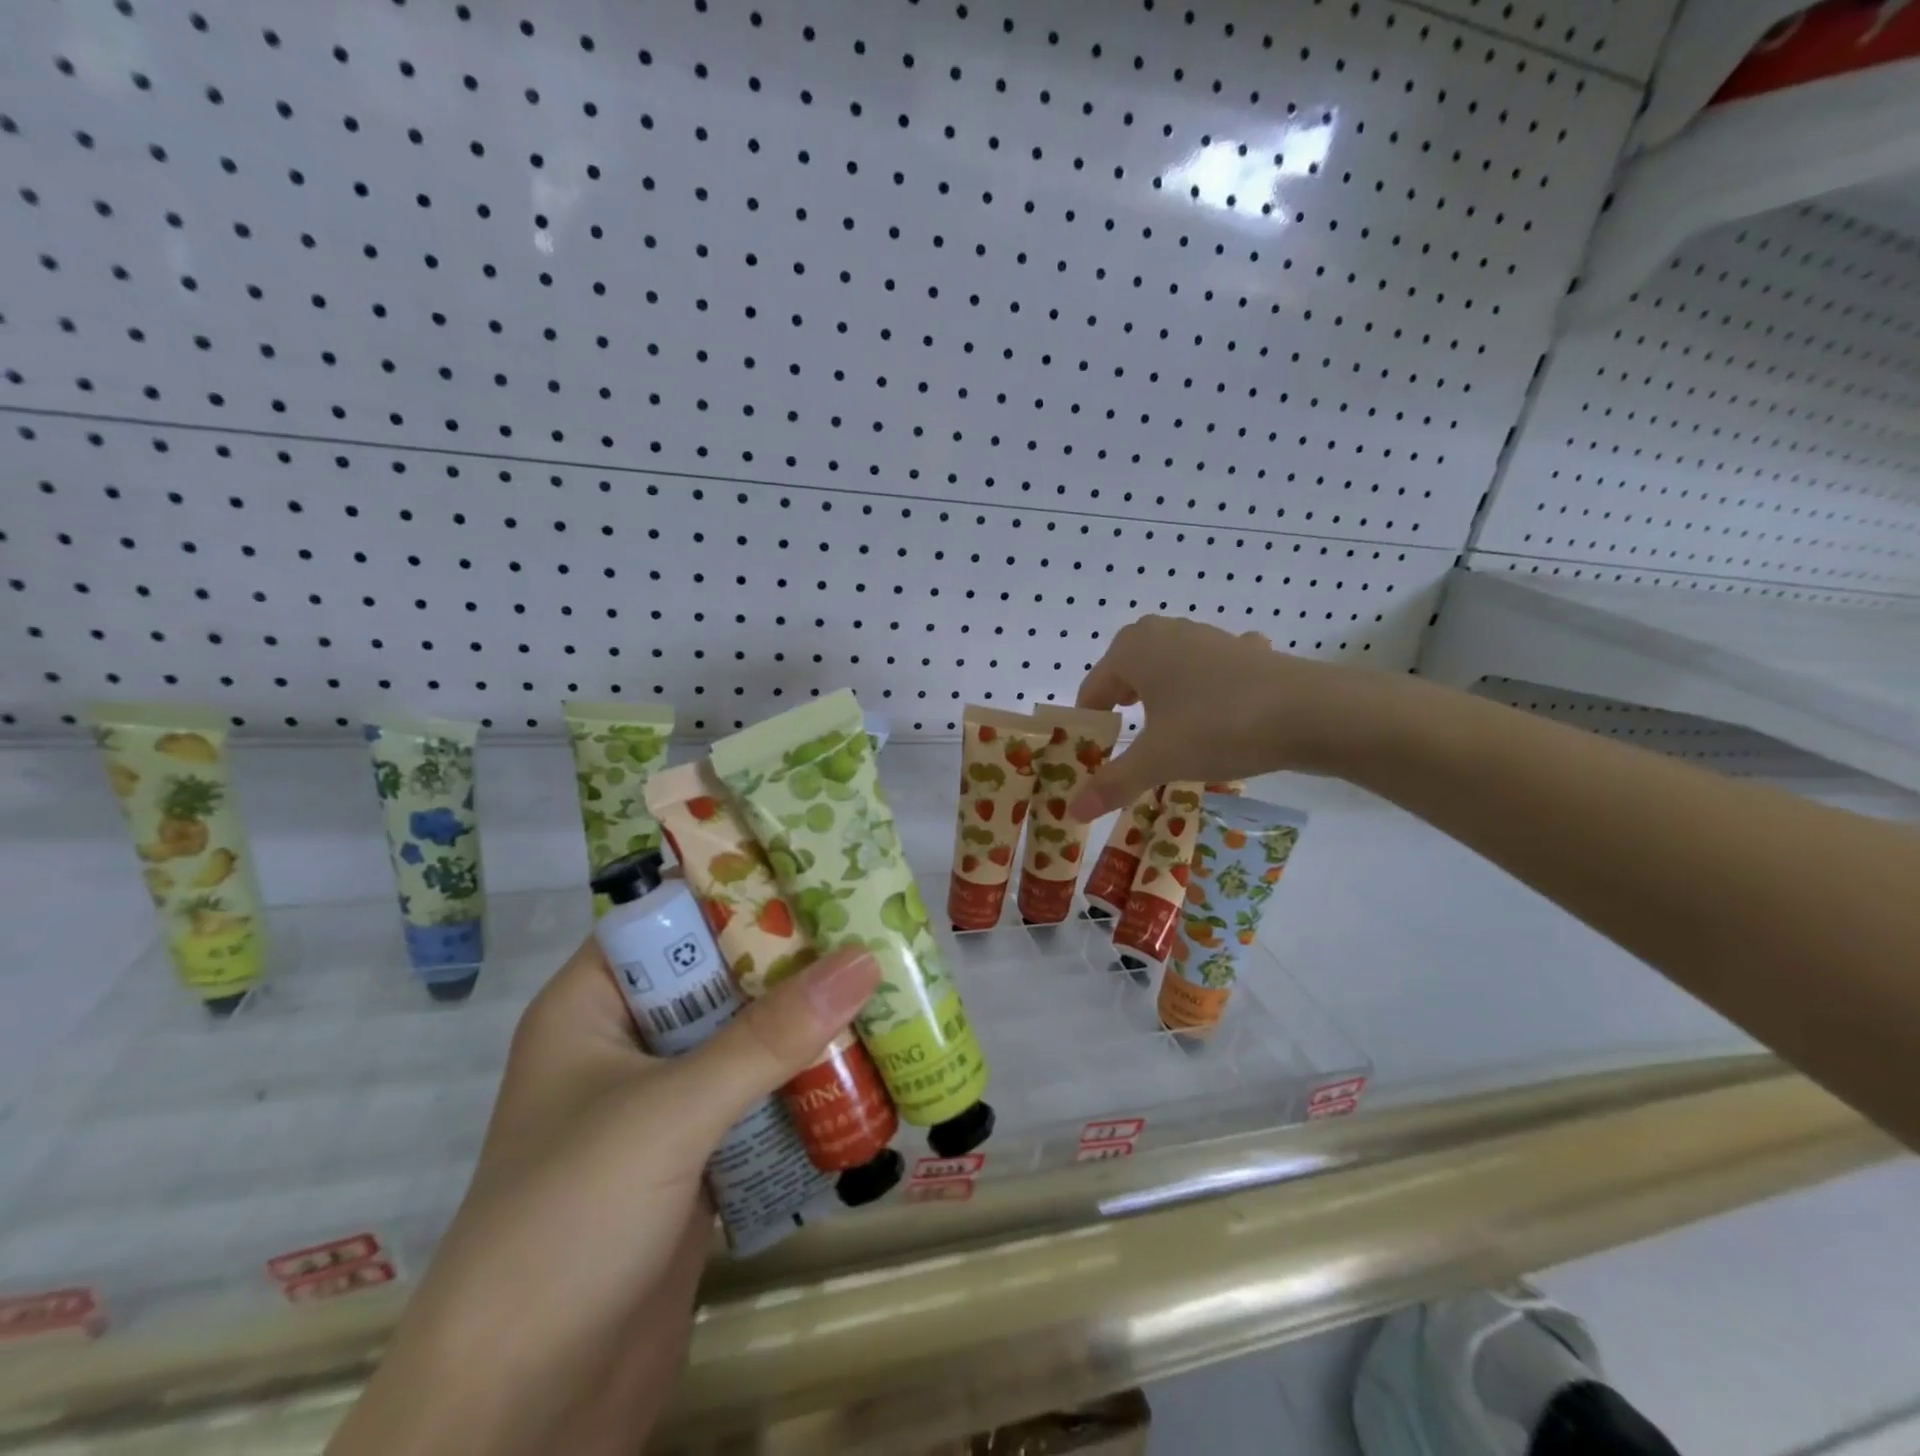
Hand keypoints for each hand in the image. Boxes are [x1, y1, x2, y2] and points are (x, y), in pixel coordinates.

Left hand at [329, 937, 880, 1455]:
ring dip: (807, 1025)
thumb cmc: (567, 1226)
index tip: (820, 873)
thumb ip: (769, 1037)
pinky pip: (759, 1099)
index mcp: (593, 1005)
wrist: (517, 1419)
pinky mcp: (695, 1160)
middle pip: (721, 978)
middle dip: (792, 961)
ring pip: (746, 1040)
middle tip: (871, 929)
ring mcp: (662, 1105)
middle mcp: (628, 1043)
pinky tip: (866, 1068)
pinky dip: (804, 1085)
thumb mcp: (670, 1113)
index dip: (741, 891)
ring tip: (886, 988)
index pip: (672, 919)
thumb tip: (863, 960)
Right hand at [1071, 615, 1395, 819]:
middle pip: (1127, 673)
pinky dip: (1206, 689)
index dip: (1090, 726)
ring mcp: (1209, 637)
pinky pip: (1210, 671)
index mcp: (1134, 649)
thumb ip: (1112, 783)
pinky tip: (1219, 711)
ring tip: (1170, 732)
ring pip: (1168, 669)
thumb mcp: (1157, 760)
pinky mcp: (1245, 651)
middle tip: (1129, 742)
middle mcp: (1166, 633)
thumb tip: (1073, 810)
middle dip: (1123, 706)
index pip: (1093, 690)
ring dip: (1163, 698)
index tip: (1096, 759)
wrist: (1310, 712)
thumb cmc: (1216, 726)